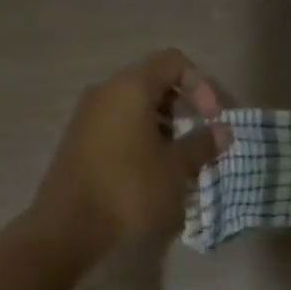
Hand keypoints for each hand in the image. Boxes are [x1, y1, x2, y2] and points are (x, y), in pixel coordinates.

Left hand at [31, 50, 229, 262]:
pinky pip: (119, 125)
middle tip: (200, 140)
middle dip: (184, 108)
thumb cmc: (129, 190)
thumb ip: (202, 144)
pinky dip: (142, 137)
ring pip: (136, 107)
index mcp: (130, 88)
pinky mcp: (80, 140)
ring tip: (180, 159)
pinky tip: (153, 169)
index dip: (201, 85)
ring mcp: (88, 116)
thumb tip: (222, 131)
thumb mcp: (175, 168)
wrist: (67, 227)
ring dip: (165, 126)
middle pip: (155, 82)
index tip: (212, 119)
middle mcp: (106, 92)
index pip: (174, 62)